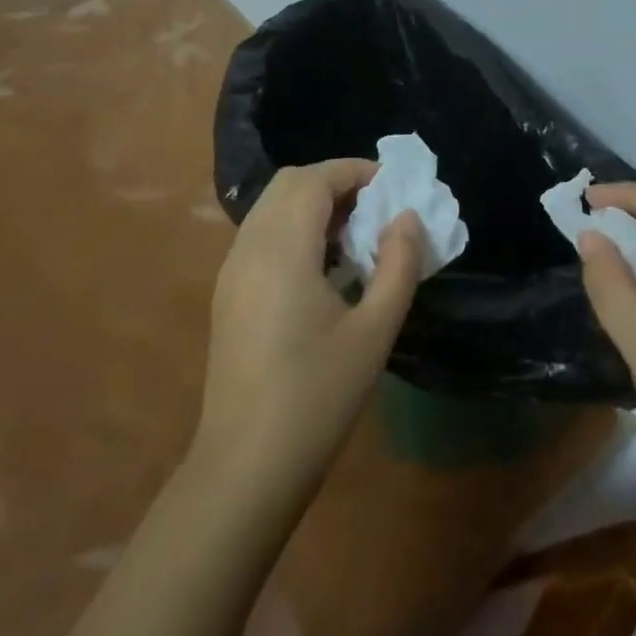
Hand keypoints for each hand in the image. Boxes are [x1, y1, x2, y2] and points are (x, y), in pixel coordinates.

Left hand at [196, 160, 423, 490]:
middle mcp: (249, 248)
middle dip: (335, 182)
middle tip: (377, 207)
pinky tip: (326, 267)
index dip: (355, 171)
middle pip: (289, 184)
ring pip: (271, 208)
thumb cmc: (317, 396)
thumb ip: (398, 265)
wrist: (246, 465)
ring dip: (314, 205)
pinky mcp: (228, 294)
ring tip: (358, 235)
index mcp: (282, 250)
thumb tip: (407, 218)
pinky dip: (295, 229)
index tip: (394, 185)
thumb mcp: (374, 330)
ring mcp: (232, 271)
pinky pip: (262, 235)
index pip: (314, 180)